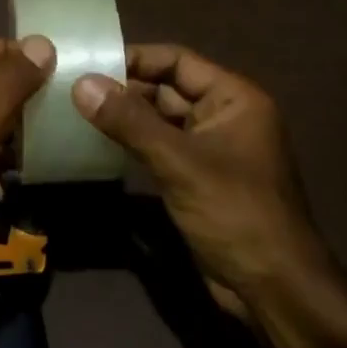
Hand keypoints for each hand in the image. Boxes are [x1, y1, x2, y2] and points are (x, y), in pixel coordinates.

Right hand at [70, 45, 346, 316]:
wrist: (273, 289)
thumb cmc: (235, 213)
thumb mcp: (179, 162)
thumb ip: (130, 121)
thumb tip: (82, 84)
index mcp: (234, 98)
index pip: (178, 61)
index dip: (135, 58)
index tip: (90, 63)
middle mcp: (224, 116)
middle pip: (167, 89)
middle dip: (124, 89)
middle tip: (73, 89)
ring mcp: (211, 149)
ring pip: (161, 121)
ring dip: (125, 118)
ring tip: (76, 112)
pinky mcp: (198, 179)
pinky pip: (161, 149)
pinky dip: (133, 145)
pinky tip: (98, 145)